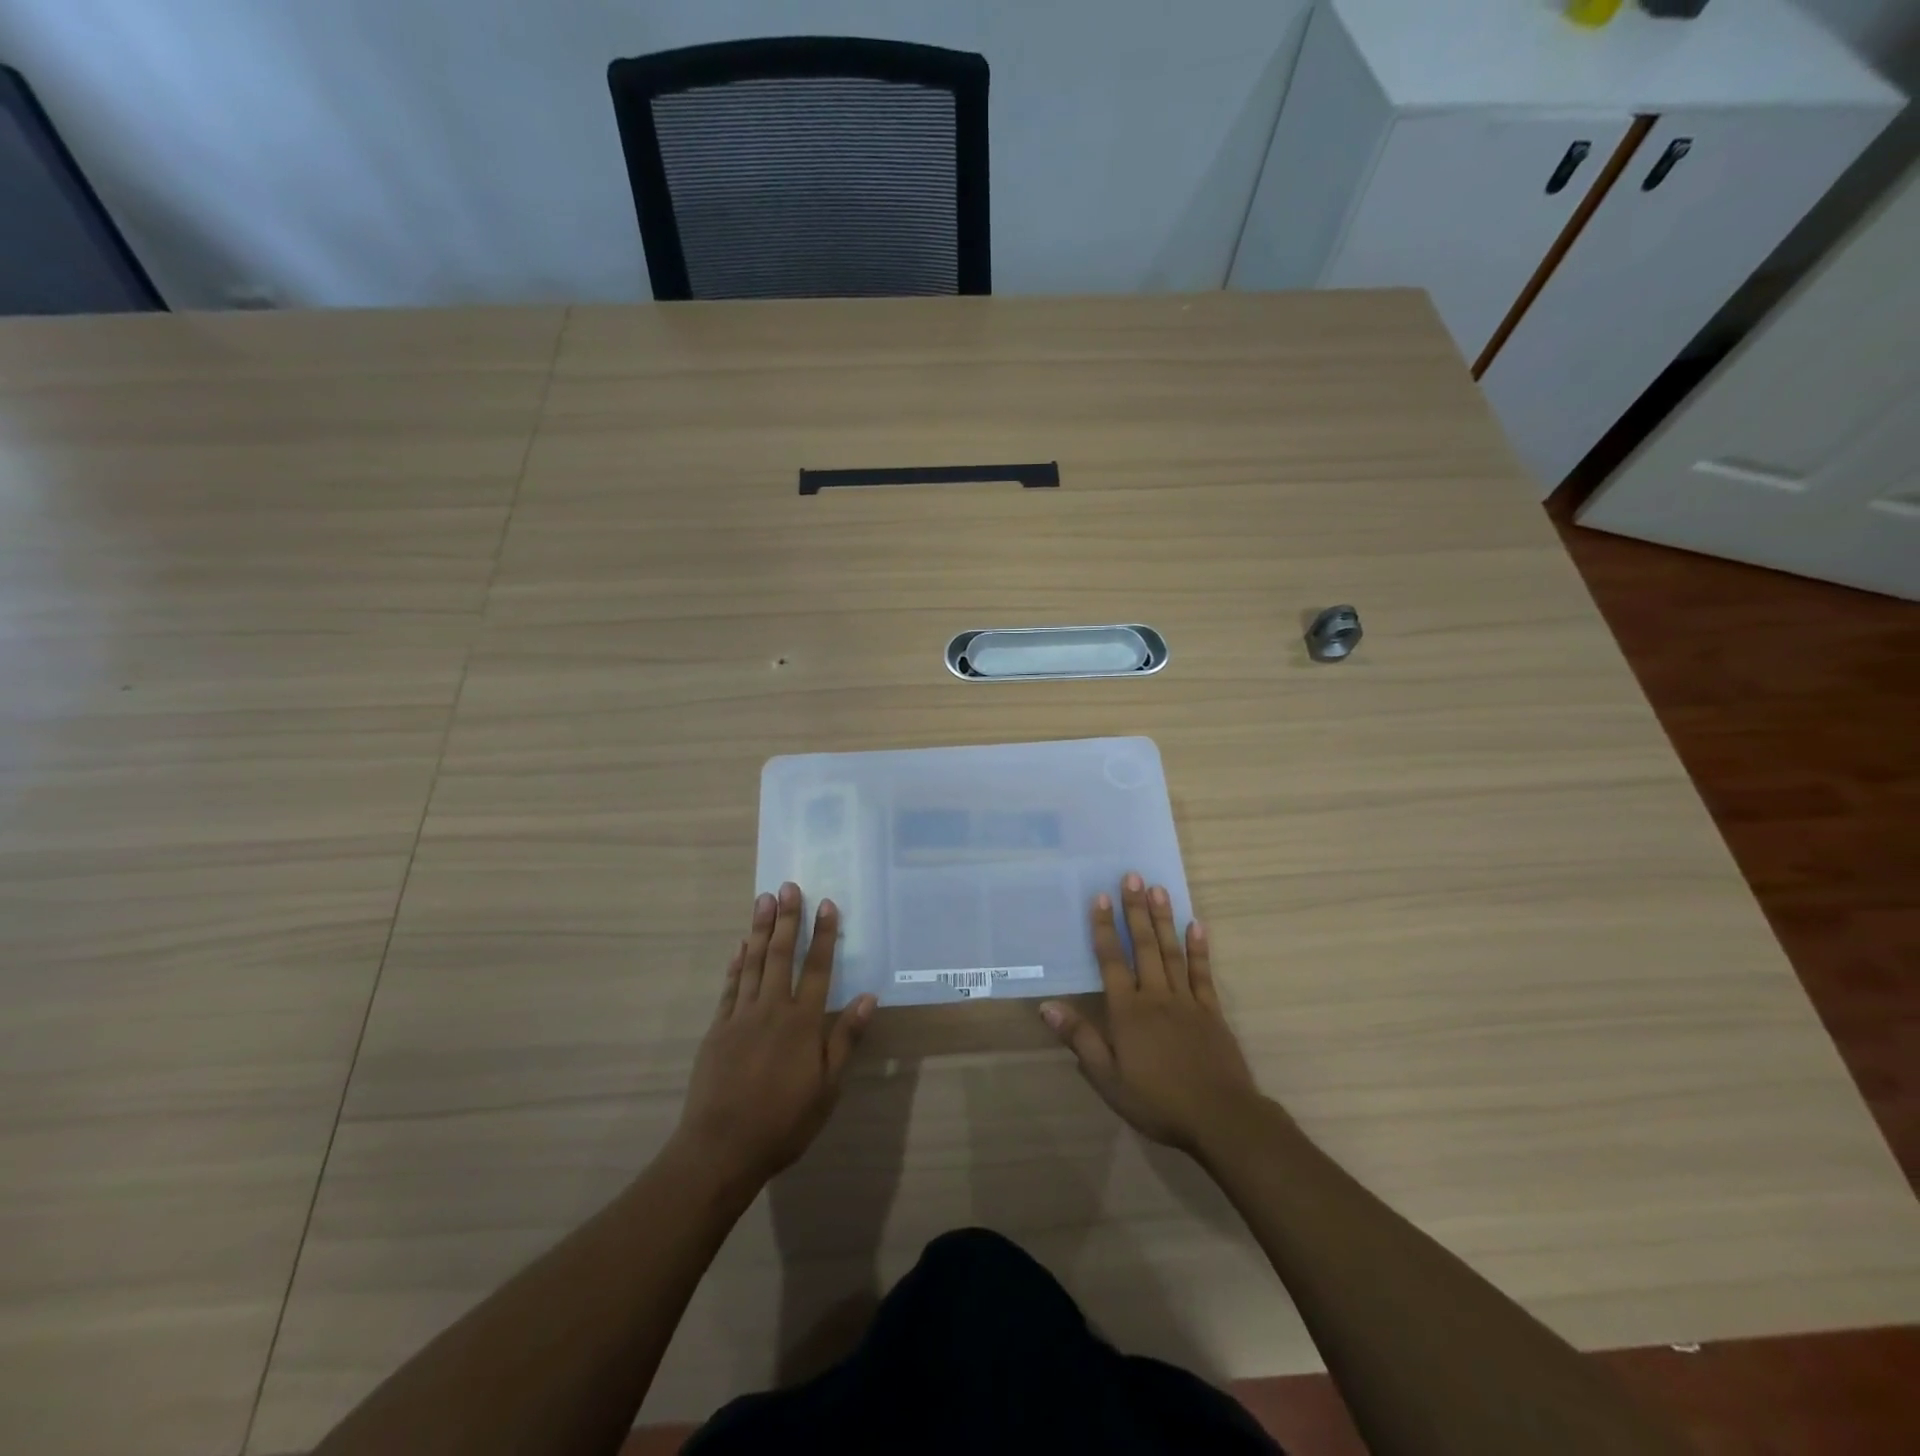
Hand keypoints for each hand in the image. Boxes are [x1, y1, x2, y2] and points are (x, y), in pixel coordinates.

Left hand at [675, 883, 876, 1189]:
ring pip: (753, 963)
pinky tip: (740, 946)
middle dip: (787, 919)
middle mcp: (772, 1010)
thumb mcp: (827, 1088)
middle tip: (788, 886)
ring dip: (760, 930)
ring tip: (763, 899)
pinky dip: (736, 963)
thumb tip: (868, 997)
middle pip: (782, 955)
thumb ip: (845, 1039)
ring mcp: (740, 1017)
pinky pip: (730, 986)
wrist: (721, 1148)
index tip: (827, 904)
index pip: (818, 969)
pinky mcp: (717, 1029)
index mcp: (802, 1023)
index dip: (824, 935)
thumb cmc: (783, 1121)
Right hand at [1039, 872, 1265, 1155]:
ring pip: (1171, 952)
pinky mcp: (1212, 1011)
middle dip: (1136, 910)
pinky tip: (1196, 925)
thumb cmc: (1158, 1101)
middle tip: (1132, 876)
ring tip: (1158, 888)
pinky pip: (1203, 973)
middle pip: (1144, 946)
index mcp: (1128, 1011)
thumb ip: (1080, 1039)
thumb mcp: (1108, 1079)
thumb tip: (1047, 1006)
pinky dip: (1199, 949)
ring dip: (1164, 919)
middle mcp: (1156, 996)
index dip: (1104, 929)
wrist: (1221, 1118)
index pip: (1112, 961)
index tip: (1101, 897)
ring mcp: (1187, 1001)